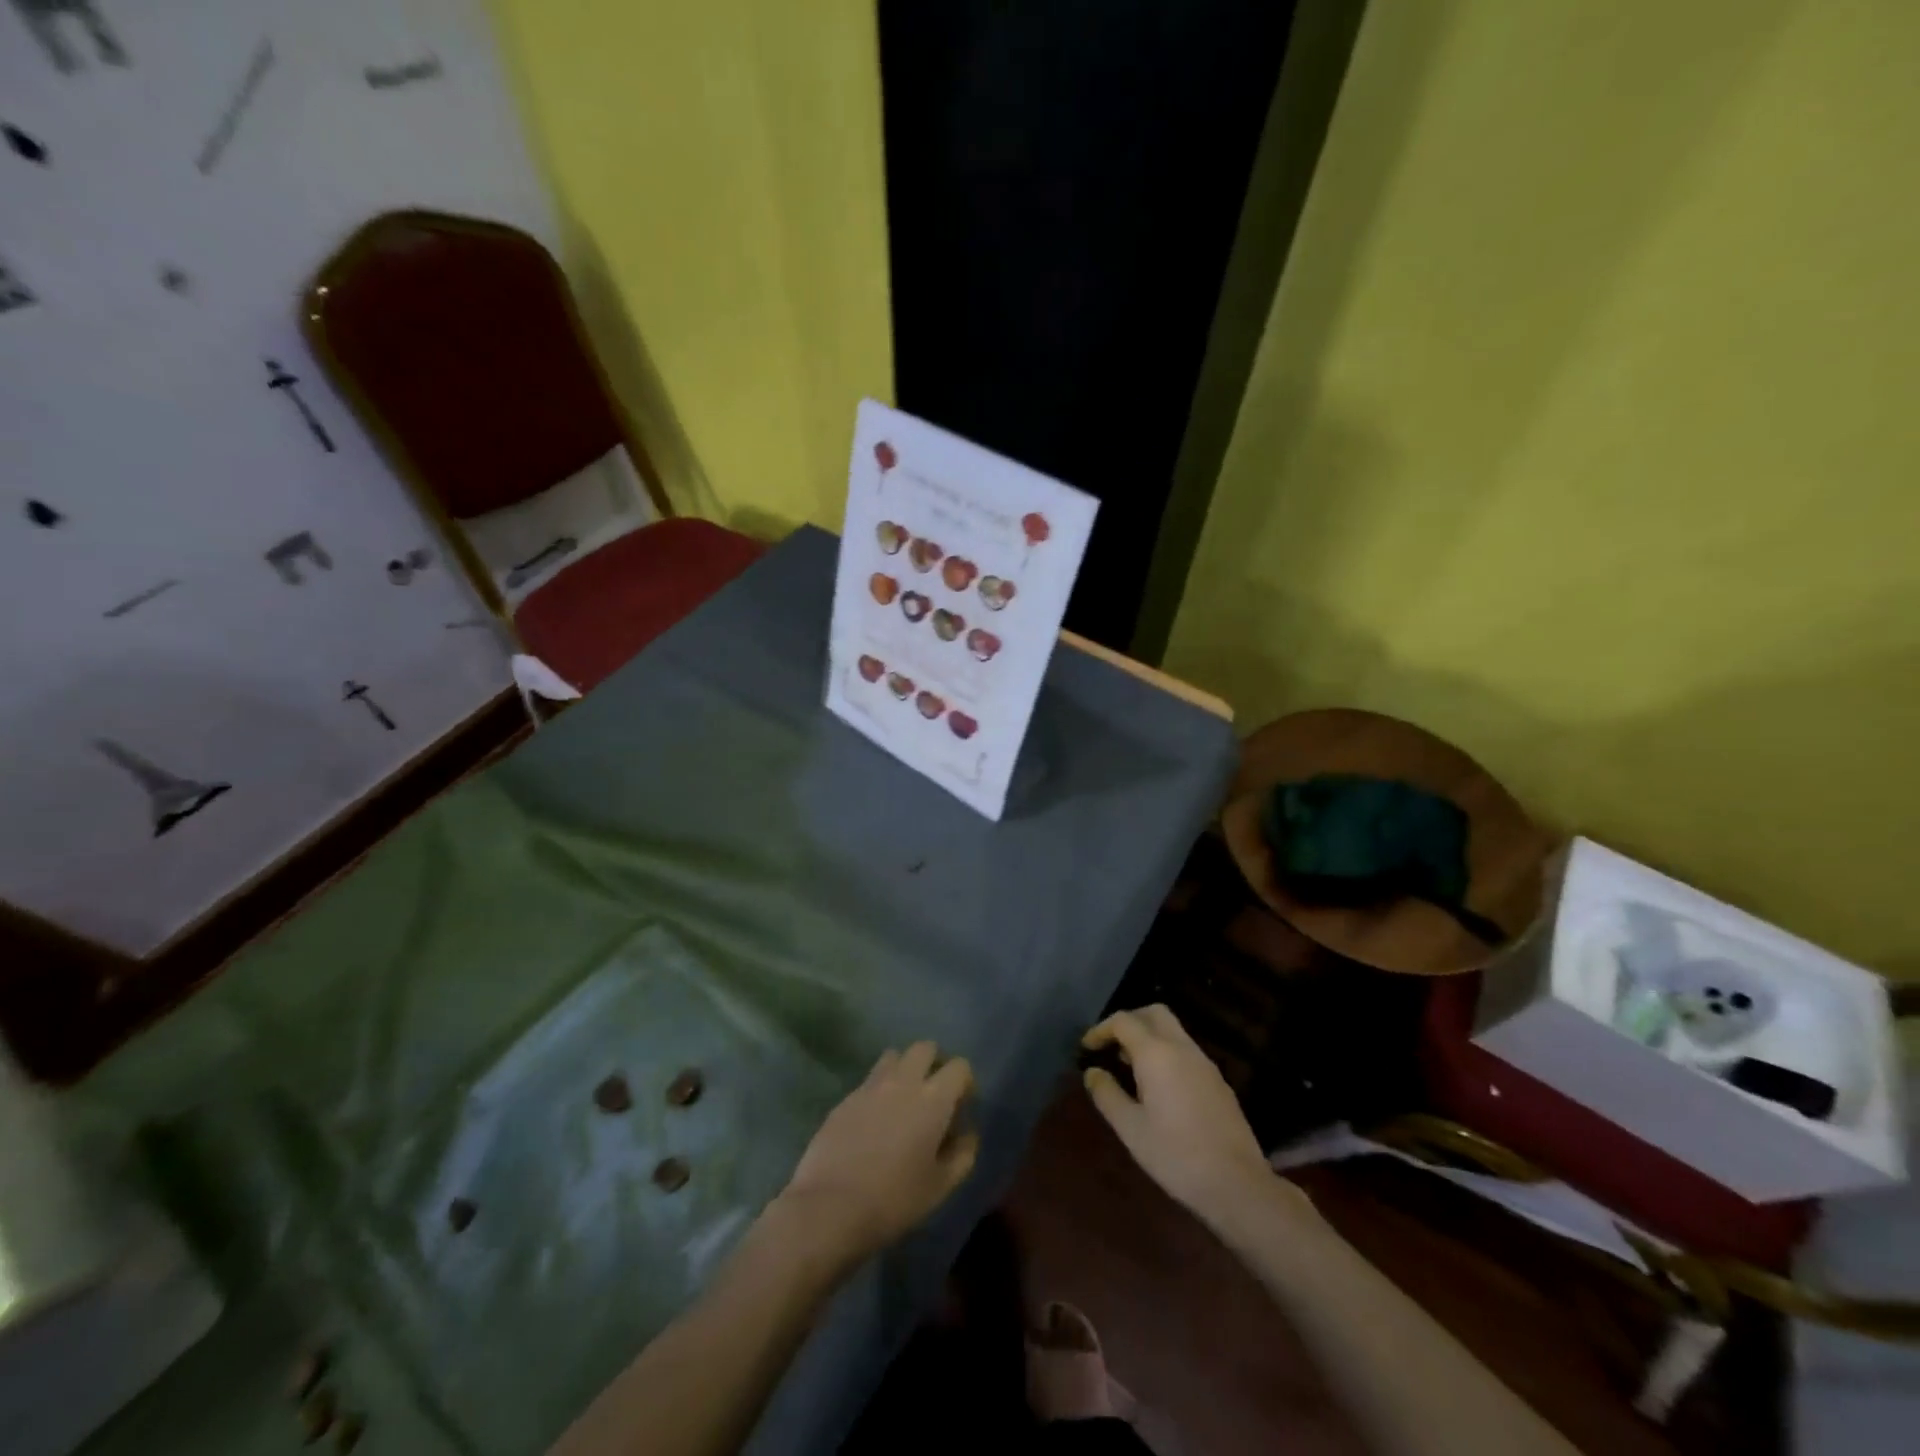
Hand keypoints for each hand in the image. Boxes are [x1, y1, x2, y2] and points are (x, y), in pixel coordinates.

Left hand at [778, 1041, 978, 1267]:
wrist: (830, 1207)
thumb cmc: (895, 1200)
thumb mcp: (941, 1186)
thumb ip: (962, 1154)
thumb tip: (967, 1133)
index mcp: (933, 1099)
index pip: (959, 1066)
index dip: (965, 1082)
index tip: (962, 1106)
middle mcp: (903, 1081)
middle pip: (924, 1047)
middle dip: (934, 1063)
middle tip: (934, 1093)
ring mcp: (870, 1086)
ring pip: (894, 1056)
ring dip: (904, 1069)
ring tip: (903, 1100)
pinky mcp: (846, 1098)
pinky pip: (869, 1080)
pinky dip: (879, 1089)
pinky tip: (875, 1120)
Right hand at [1081, 1005, 1277, 1220]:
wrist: (1237, 1184)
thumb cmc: (1176, 1155)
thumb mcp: (1131, 1128)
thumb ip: (1107, 1094)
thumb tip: (1092, 1072)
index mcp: (1157, 1053)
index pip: (1124, 1021)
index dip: (1101, 1029)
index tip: (1087, 1048)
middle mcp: (1182, 1048)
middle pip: (1154, 1013)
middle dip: (1129, 1021)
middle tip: (1111, 1046)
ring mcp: (1204, 1063)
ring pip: (1173, 1030)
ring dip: (1149, 1037)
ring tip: (1130, 1067)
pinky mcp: (1218, 1081)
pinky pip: (1186, 1051)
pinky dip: (1167, 1053)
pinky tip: (1159, 1086)